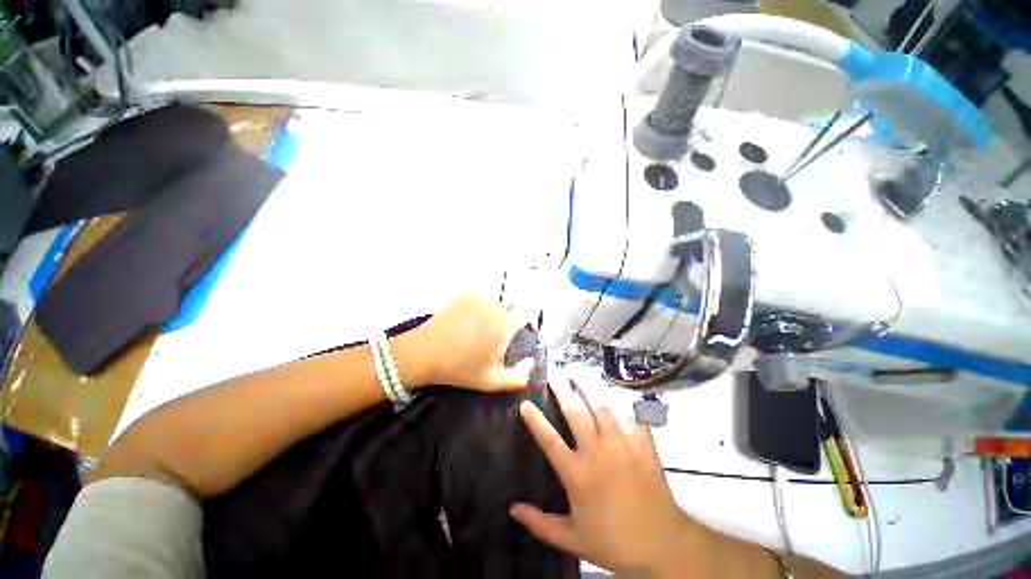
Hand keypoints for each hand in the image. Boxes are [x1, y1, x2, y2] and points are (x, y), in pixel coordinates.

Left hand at [396, 294, 534, 392]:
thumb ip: (518, 377)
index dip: (527, 318)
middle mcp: (494, 308)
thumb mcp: (490, 381)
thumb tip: (532, 362)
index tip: (523, 326)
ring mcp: (478, 299)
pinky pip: (480, 300)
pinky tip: (466, 322)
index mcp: (503, 328)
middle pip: (509, 309)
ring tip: (475, 330)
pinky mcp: (464, 295)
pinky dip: (477, 308)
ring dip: (491, 314)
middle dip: (505, 320)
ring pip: (494, 304)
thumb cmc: (458, 369)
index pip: (526, 312)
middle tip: (490, 336)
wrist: (424, 353)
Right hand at [510, 380, 694, 576]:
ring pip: (602, 407)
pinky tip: (616, 389)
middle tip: (555, 374)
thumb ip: (541, 524)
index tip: (524, 403)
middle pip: (576, 413)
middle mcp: (598, 452)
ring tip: (579, 371)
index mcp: (578, 474)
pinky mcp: (643, 445)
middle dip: (563, 390)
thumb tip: (512, 509)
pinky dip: (624, 400)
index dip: (535, 421)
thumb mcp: (573, 540)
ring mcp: (622, 445)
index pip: (550, 441)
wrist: (663, 545)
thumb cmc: (614, 542)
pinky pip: (632, 415)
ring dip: (589, 387)